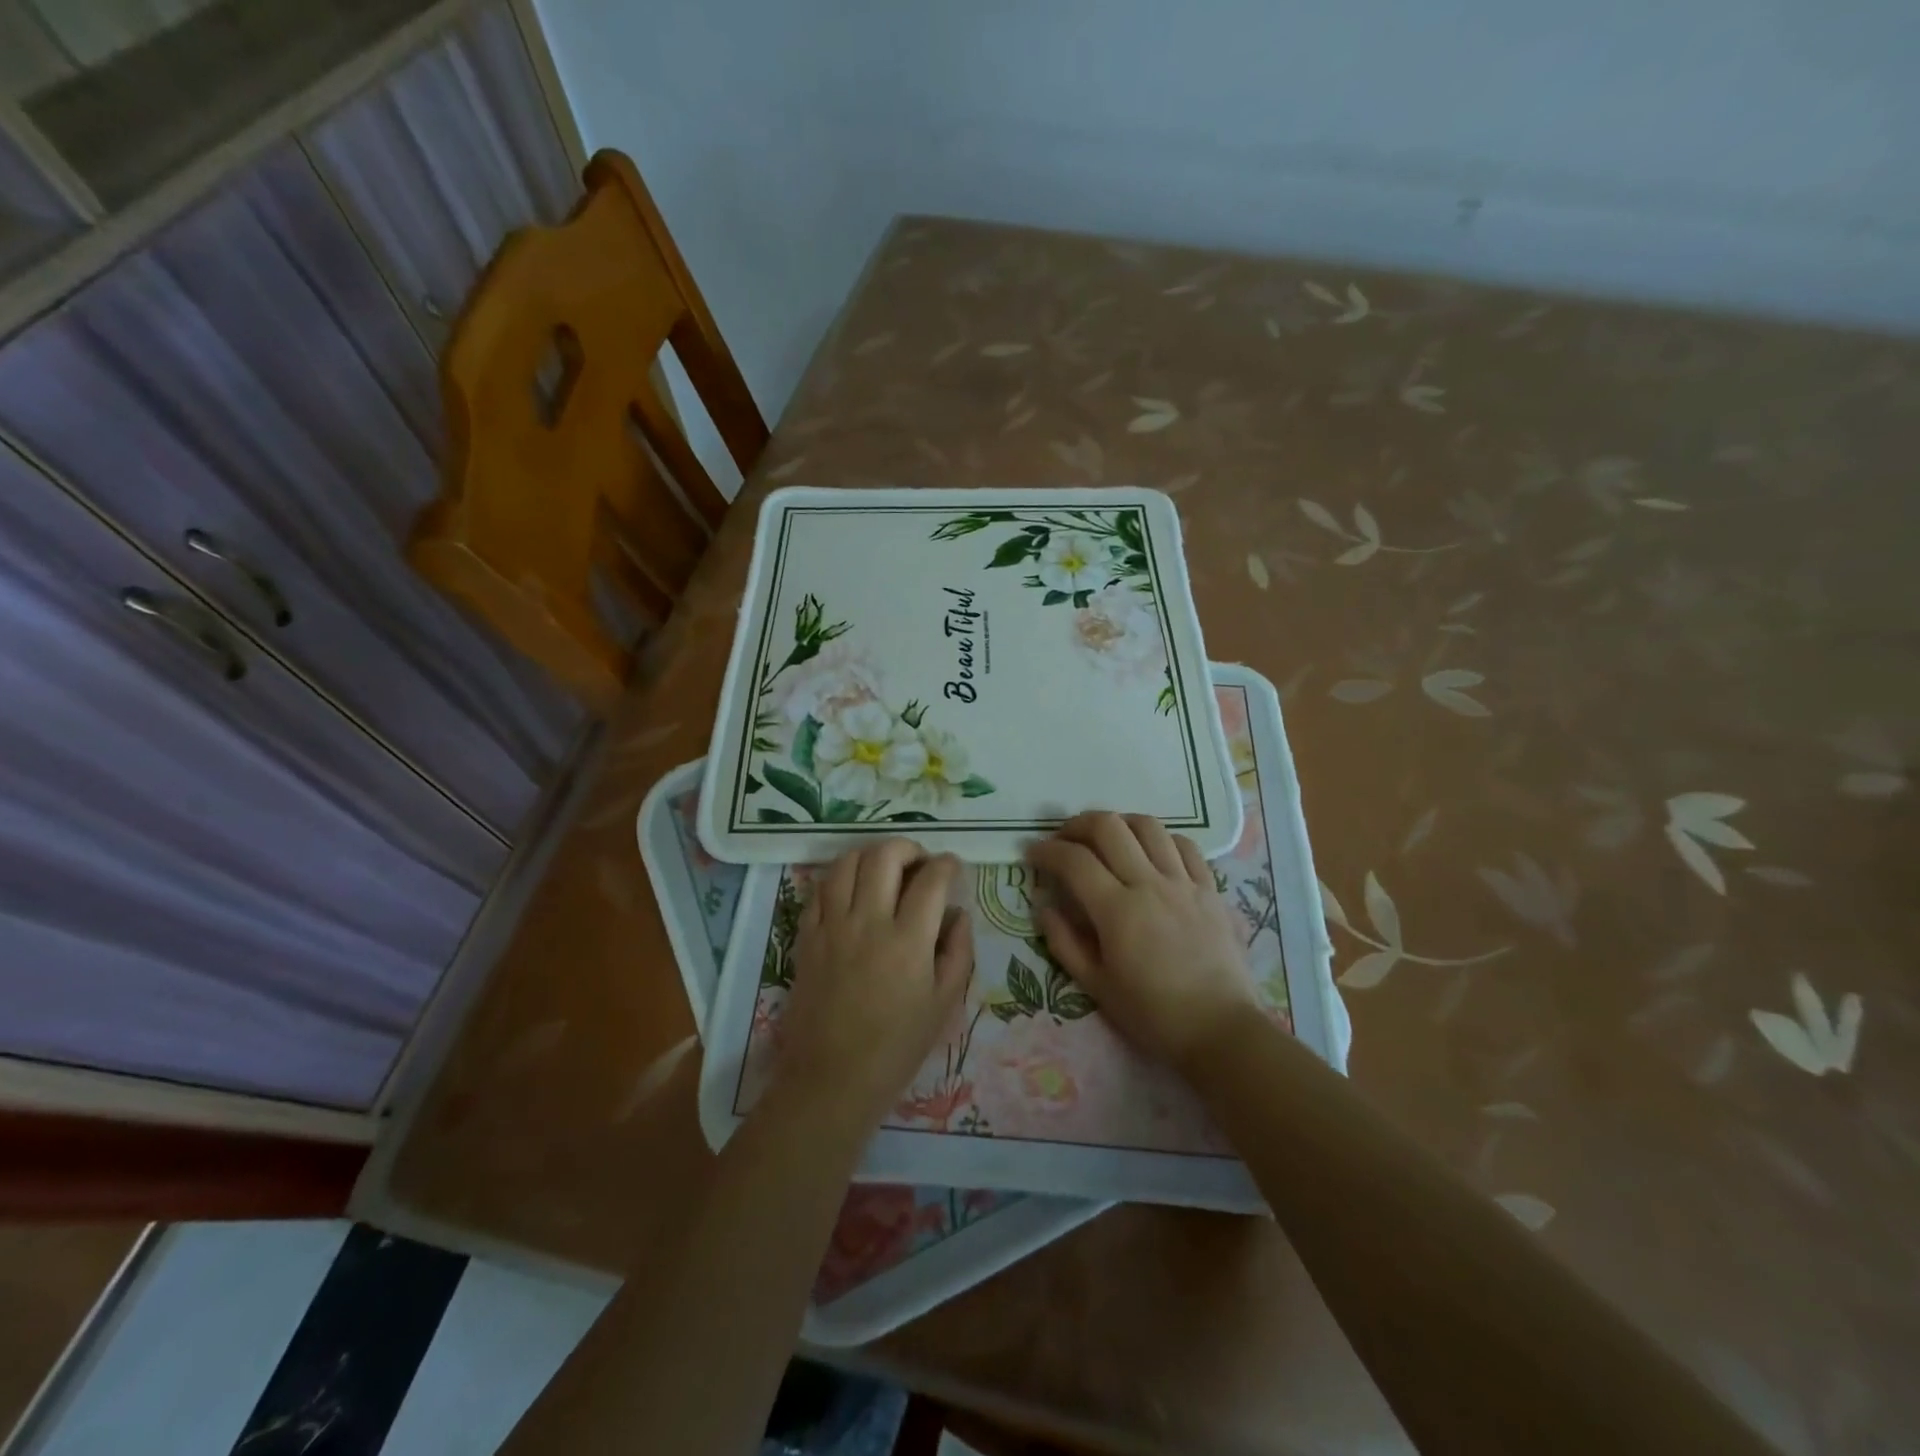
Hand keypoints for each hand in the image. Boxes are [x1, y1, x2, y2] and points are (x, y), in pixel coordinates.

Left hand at [776, 838, 973, 1127]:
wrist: (832, 1077)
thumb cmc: (897, 1046)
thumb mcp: (944, 1003)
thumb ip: (958, 950)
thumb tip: (958, 913)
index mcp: (908, 940)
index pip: (931, 879)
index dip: (947, 864)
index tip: (952, 868)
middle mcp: (868, 922)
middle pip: (885, 855)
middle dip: (909, 847)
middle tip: (919, 863)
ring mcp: (832, 926)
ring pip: (846, 862)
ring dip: (870, 855)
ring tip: (884, 870)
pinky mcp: (806, 936)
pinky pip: (819, 889)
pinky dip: (839, 878)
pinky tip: (852, 890)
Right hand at [1027, 811, 1259, 1072]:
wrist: (1220, 1030)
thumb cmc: (1152, 1014)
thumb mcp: (1096, 986)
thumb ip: (1064, 942)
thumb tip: (1044, 907)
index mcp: (1117, 910)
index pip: (1074, 860)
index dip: (1047, 851)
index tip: (1032, 853)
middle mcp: (1150, 884)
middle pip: (1109, 827)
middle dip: (1078, 824)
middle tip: (1064, 839)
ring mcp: (1184, 882)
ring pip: (1148, 826)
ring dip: (1120, 823)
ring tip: (1107, 838)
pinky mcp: (1210, 889)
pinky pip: (1186, 845)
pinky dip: (1162, 838)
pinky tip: (1151, 852)